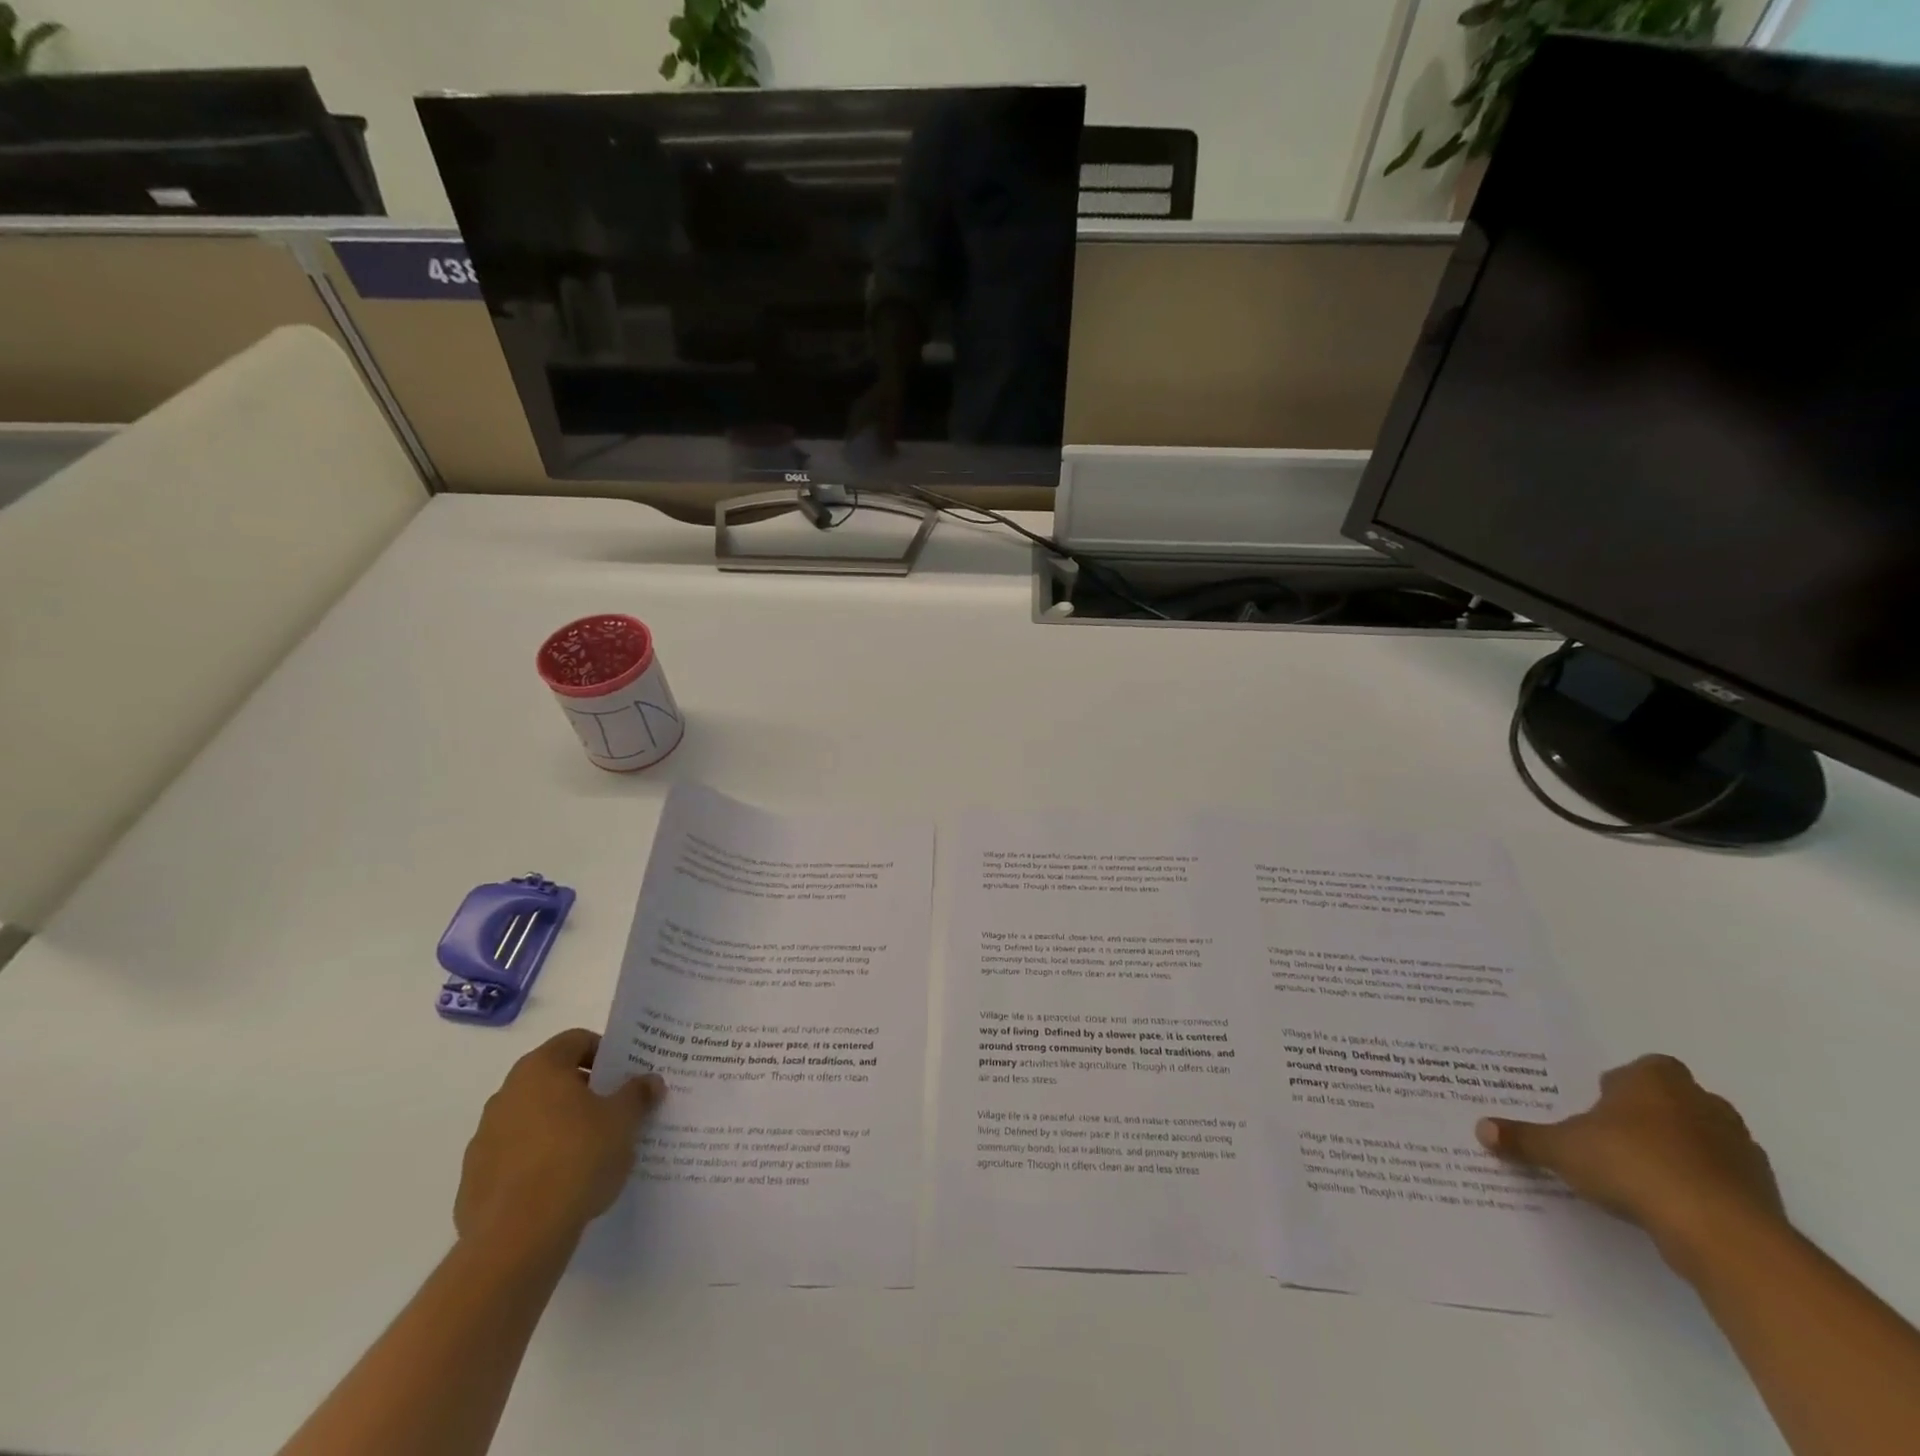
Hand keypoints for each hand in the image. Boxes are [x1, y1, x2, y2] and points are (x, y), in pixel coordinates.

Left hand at [454, 1029, 665, 1254]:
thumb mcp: (624, 1121)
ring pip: (532, 1120)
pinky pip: (515, 1158)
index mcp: (540, 1069)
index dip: (605, 1052)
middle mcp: (506, 1095)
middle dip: (584, 1092)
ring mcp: (484, 1139)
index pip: (576, 1040)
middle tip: (614, 1111)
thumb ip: (637, 1094)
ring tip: (591, 1153)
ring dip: (559, 1128)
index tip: (625, 1076)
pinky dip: (537, 1163)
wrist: (517, 1238)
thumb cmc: (577, 1158)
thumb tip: (649, 1081)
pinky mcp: (474, 1181)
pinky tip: (562, 1186)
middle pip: (553, 1080)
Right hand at [1476, 1054, 1785, 1267]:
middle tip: (1614, 1140)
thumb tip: (1481, 1129)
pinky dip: (1702, 1187)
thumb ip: (1524, 1138)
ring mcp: (1740, 1147)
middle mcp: (1702, 1102)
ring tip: (1642, 1177)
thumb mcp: (1562, 1149)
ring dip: (1680, 1152)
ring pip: (1704, 1139)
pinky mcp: (1762, 1191)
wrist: (1720, 1231)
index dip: (1621, 1086)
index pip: (1642, 1068)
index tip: (1599, 1109)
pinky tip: (1672, 1206)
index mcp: (1654, 1080)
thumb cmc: (1631, 1164)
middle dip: (1650, 1117)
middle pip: (1674, 1101)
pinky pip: (1724, 1178)